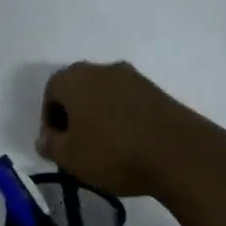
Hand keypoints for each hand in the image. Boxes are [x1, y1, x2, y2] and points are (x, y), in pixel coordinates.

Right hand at [37, 61, 213, 197]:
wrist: (178, 153)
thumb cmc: (112, 152)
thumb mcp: (69, 157)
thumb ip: (50, 145)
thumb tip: (46, 138)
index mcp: (75, 78)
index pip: (51, 91)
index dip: (49, 119)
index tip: (56, 144)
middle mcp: (103, 69)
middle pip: (78, 90)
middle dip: (73, 115)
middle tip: (77, 145)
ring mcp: (134, 78)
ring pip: (104, 95)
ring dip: (98, 117)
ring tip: (104, 148)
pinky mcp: (158, 91)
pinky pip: (128, 102)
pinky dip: (122, 119)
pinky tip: (128, 144)